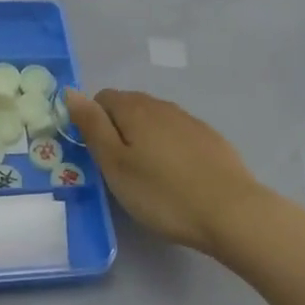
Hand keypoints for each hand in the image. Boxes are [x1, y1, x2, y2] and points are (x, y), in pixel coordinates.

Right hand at [65, 89, 266, 255]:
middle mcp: (162, 105)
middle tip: (119, 171)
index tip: (97, 156)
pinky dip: (170, 149)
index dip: (93, 123)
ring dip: (144, 140)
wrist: (232, 212)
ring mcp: (190, 121)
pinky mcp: (210, 139)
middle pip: (129, 107)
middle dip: (119, 131)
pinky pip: (178, 135)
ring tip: (147, 177)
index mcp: (135, 108)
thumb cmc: (163, 193)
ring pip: (155, 121)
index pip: (102, 98)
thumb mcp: (115, 165)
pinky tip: (176, 178)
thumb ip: (92, 126)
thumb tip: (71, 91)